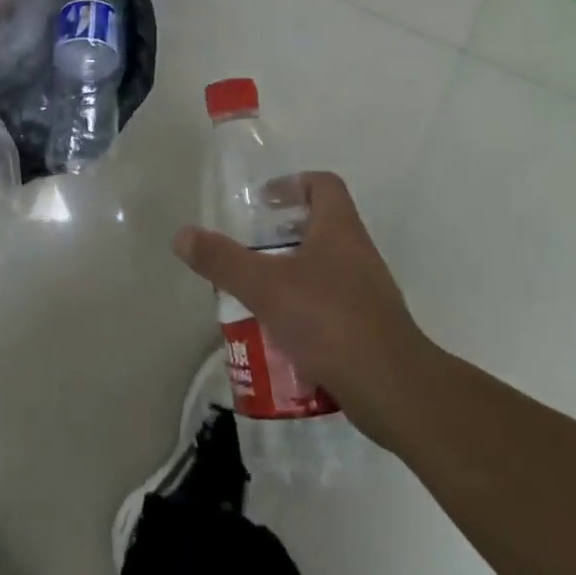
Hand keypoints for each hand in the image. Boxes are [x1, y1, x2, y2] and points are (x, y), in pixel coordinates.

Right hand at [173, 171, 434, 445]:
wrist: (393, 390)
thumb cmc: (330, 321)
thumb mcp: (265, 287)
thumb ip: (222, 260)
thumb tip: (182, 235)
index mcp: (340, 231)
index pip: (324, 185)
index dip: (292, 184)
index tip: (262, 202)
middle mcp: (358, 255)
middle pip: (321, 228)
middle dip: (281, 236)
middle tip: (247, 250)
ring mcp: (367, 294)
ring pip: (323, 270)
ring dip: (290, 276)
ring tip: (254, 294)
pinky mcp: (368, 329)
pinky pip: (329, 307)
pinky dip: (303, 312)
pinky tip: (277, 334)